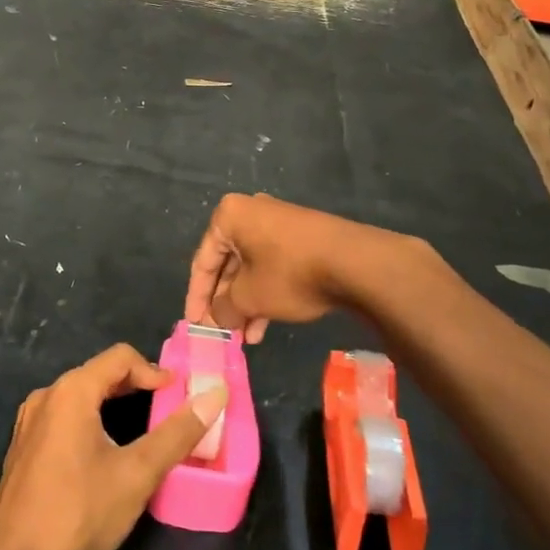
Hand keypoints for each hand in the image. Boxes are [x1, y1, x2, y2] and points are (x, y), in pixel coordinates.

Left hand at [0, 344, 227, 549]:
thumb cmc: (78, 515)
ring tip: (145, 433)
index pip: (120, 358)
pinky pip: (65, 419)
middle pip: (100, 374)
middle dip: (137, 388)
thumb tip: (216, 395)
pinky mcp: (24, 449)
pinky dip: (93, 423)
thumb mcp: (137, 474)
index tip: (180, 396)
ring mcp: (30, 424)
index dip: (155, 372)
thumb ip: (177, 433)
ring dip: (115, 406)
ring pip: (82, 398)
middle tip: (170, 412)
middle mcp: (46, 397)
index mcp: (71, 392)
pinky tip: (108, 455)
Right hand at [185, 193, 405, 342]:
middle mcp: (252, 212)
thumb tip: (219, 316)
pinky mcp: (303, 237)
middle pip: (228, 263)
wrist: (355, 262)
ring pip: (252, 267)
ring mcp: (280, 223)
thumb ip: (225, 307)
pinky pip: (273, 265)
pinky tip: (266, 324)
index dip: (197, 296)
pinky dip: (266, 292)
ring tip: (246, 337)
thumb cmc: (290, 274)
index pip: (203, 261)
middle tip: (222, 331)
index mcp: (230, 217)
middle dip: (225, 301)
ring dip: (246, 302)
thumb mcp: (250, 297)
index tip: (194, 323)